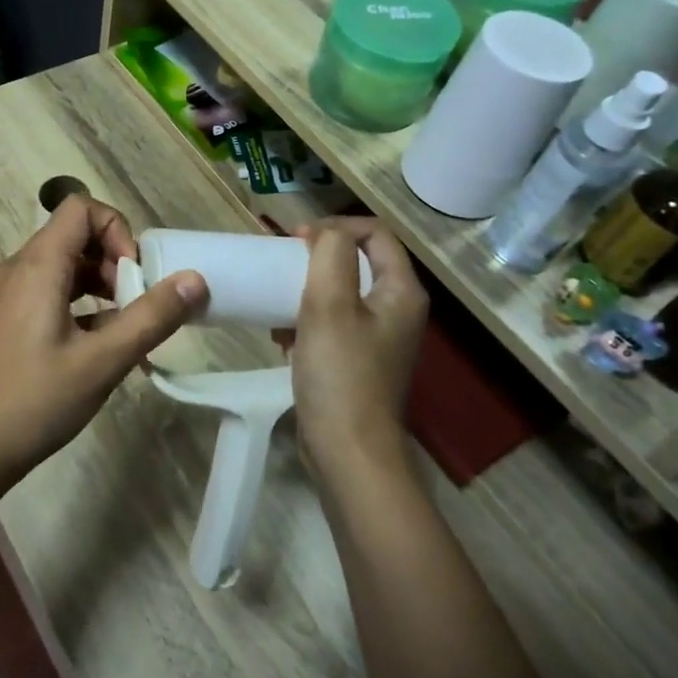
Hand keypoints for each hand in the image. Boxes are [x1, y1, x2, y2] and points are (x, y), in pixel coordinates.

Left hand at [0, 195, 206, 493]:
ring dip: (101, 285)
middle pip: (75, 235)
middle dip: (115, 261)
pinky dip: (81, 305)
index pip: (81, 208)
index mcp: (37, 265)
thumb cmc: (35, 400)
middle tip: (137, 306)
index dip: (117, 230)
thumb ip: (151, 317)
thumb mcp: (103, 360)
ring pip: (64, 266)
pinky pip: (50, 292)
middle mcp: (18, 268)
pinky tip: (99, 347)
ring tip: (125, 329)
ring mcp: (8, 293)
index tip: (136, 275)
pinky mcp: (7, 318)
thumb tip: (195, 280)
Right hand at [288, 219, 427, 482]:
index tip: (295, 240)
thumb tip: (324, 234)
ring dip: (306, 289)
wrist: (347, 451)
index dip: (335, 227)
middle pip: (358, 261)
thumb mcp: (330, 304)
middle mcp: (397, 309)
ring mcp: (379, 338)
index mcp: (401, 291)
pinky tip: (280, 335)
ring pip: (341, 293)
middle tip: (281, 264)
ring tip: (276, 299)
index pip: (375, 233)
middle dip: (317, 257)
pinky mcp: (358, 361)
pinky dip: (306, 319)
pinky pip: (332, 323)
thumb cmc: (340, 373)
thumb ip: (331, 254)